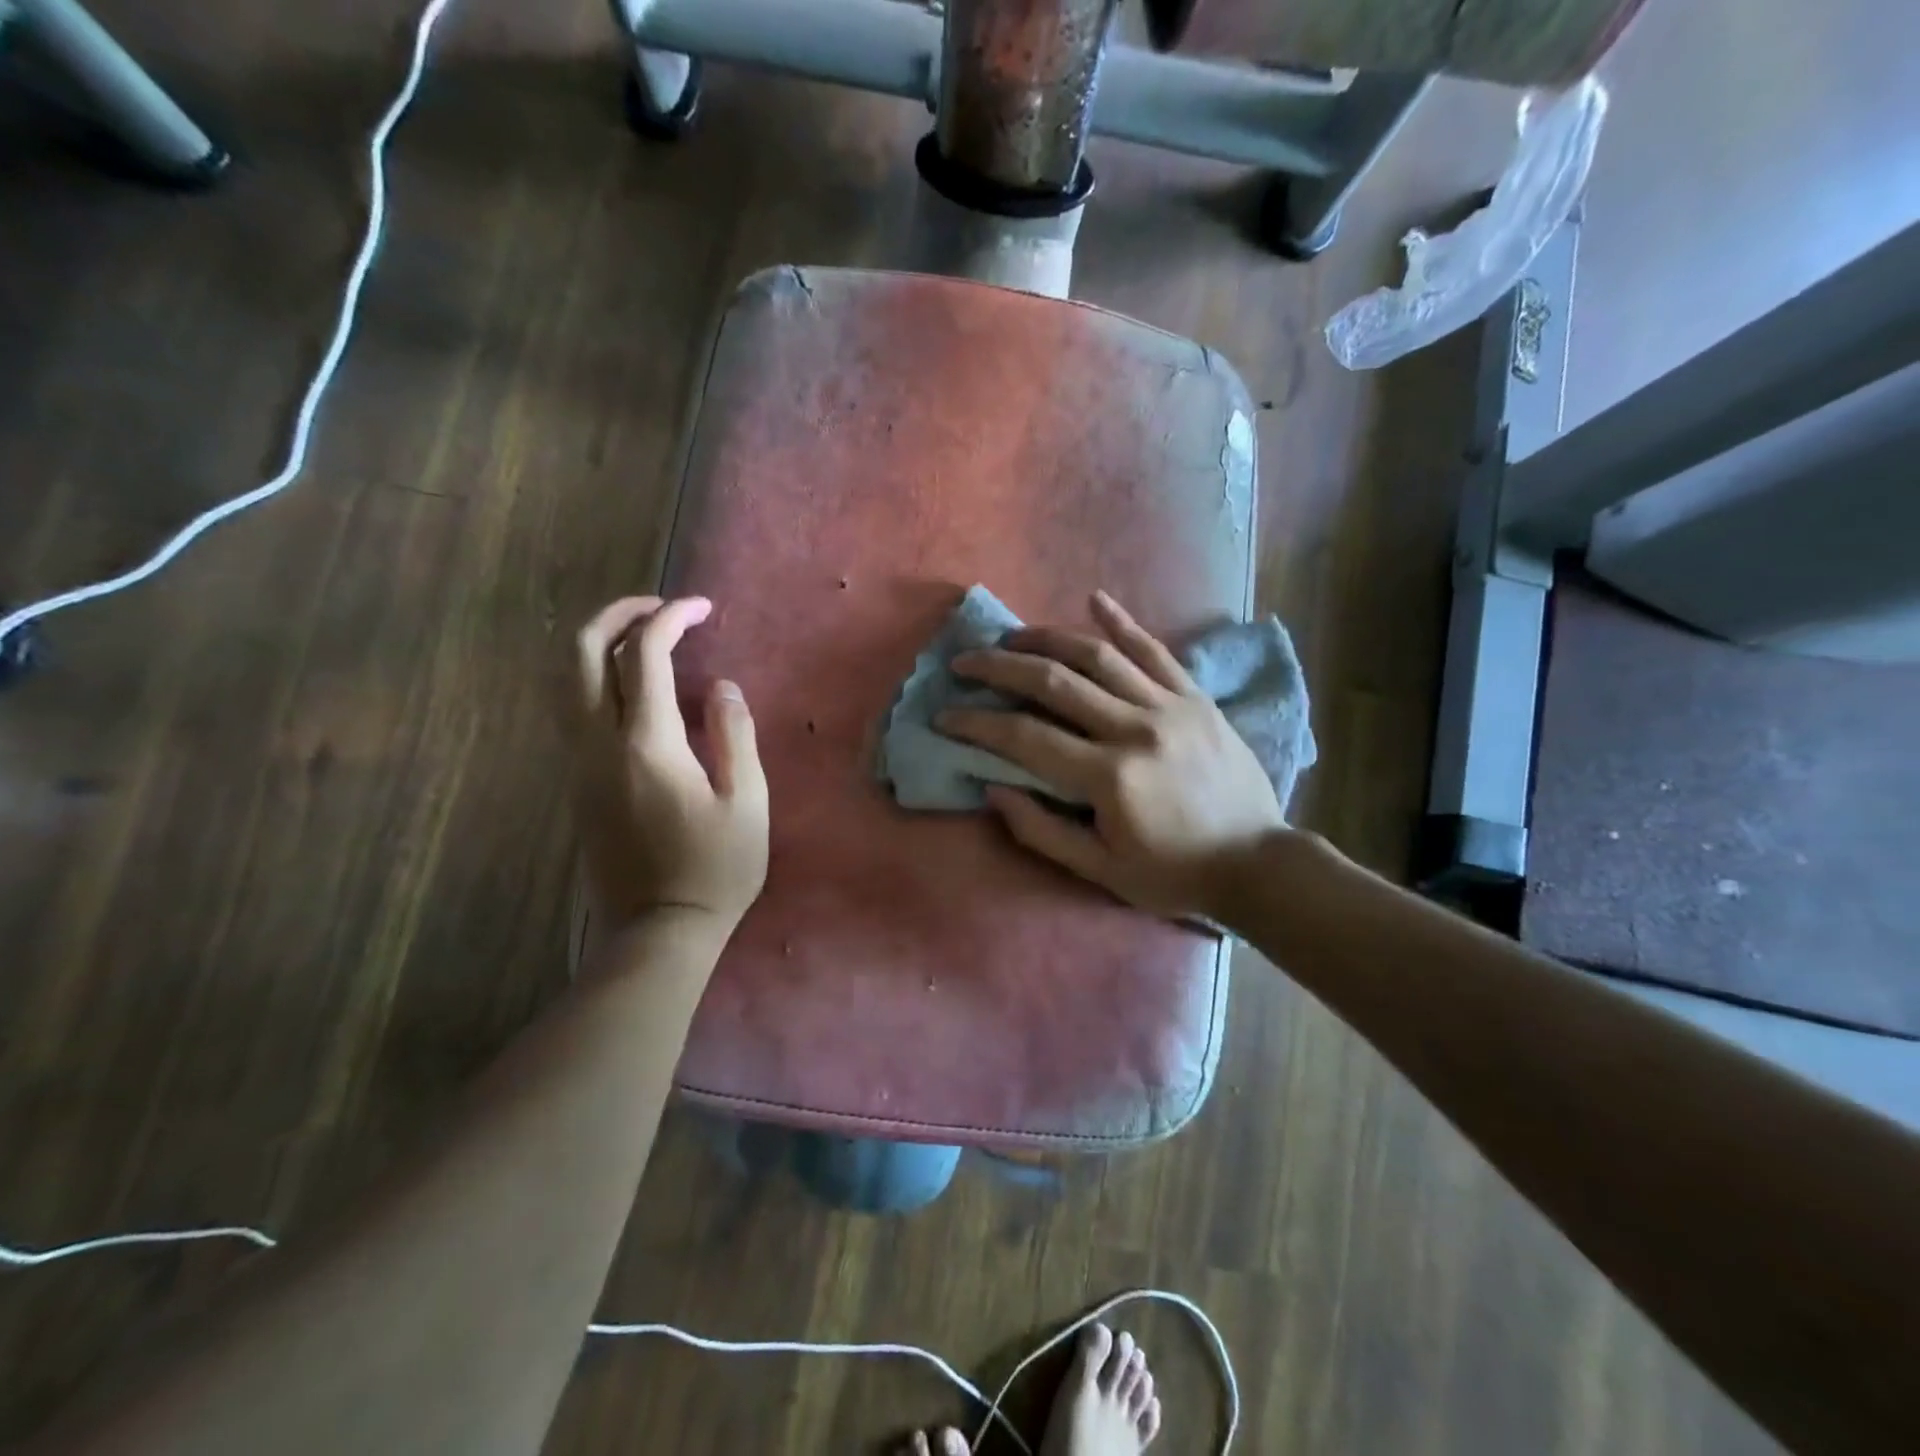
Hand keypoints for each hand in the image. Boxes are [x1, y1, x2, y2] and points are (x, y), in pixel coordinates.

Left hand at [570, 596, 768, 942]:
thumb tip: (721, 686)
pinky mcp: (577, 783)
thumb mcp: (747, 802)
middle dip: (616, 616)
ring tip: (644, 639)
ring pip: (565, 681)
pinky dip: (595, 679)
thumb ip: (733, 735)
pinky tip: (633, 689)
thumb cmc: (715, 869)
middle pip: (580, 654)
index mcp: (647, 744)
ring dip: (599, 645)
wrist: (659, 930)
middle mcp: (599, 744)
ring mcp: (580, 764)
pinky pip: (573, 710)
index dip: (671, 619)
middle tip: (659, 609)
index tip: (702, 608)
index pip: (644, 656)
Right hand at [938, 590, 1284, 921]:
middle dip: (1000, 668)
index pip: (1026, 738)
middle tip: (964, 663)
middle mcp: (1136, 728)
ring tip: (1012, 636)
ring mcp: (1170, 705)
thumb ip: (1042, 831)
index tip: (945, 716)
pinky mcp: (1195, 697)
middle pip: (1054, 683)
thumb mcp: (1101, 871)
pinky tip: (1095, 598)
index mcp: (1110, 776)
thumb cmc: (1173, 874)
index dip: (978, 724)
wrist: (1257, 863)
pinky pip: (1155, 650)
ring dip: (1047, 638)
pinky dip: (1123, 622)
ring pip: (1098, 656)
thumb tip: (992, 790)